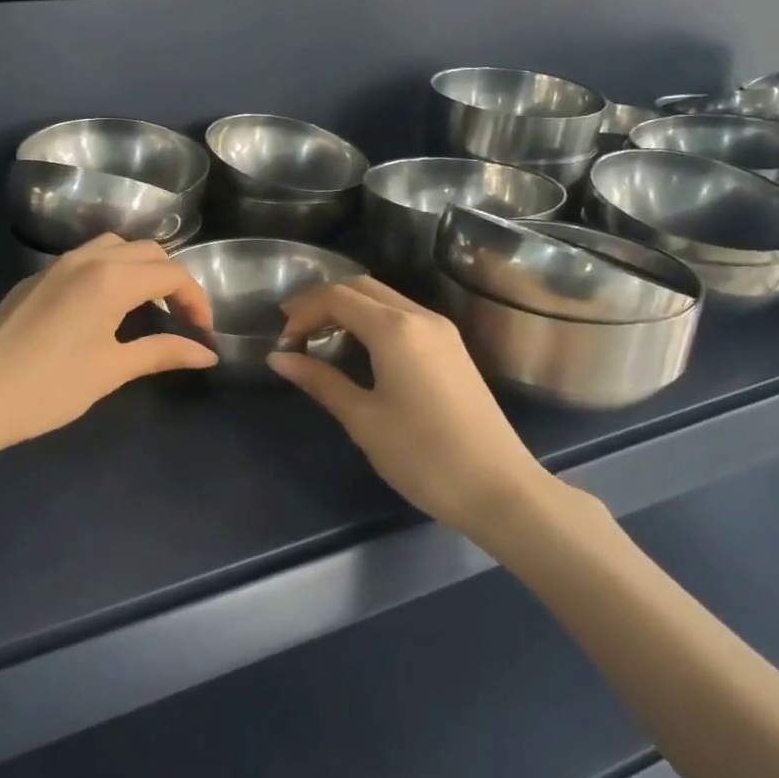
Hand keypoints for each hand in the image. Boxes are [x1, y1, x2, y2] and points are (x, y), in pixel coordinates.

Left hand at [0, 235, 217, 462]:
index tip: (203, 332)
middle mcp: (86, 259)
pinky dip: (110, 271)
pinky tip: (104, 309)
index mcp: (110, 279)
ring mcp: (56, 265)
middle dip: (172, 280)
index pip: (170, 273)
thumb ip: (161, 352)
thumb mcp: (110, 371)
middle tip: (181, 320)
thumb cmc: (47, 388)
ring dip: (140, 269)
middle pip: (147, 251)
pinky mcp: (35, 279)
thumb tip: (207, 352)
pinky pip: (86, 259)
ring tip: (147, 308)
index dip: (195, 299)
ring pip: (114, 247)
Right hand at [269, 277, 551, 539]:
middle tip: (295, 332)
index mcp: (395, 328)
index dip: (303, 311)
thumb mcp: (363, 419)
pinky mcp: (453, 349)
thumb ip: (320, 381)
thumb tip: (278, 357)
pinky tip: (360, 350)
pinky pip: (404, 316)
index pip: (337, 297)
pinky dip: (373, 321)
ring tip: (321, 340)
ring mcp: (442, 331)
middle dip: (323, 302)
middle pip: (361, 287)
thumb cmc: (423, 455)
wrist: (500, 490)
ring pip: (385, 299)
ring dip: (349, 309)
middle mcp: (420, 316)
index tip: (283, 341)